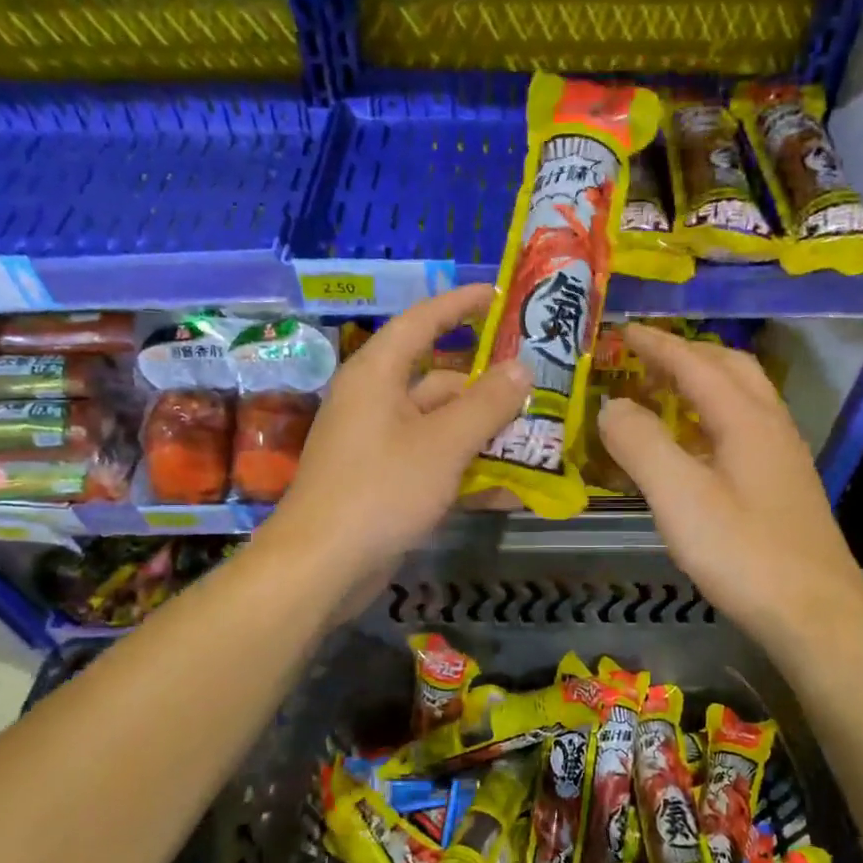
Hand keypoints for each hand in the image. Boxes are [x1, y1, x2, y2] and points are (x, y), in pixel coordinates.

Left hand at [262, 285, 528, 585]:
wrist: (322, 567)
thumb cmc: (381, 489)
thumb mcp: (443, 443)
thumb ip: (486, 404)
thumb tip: (521, 368)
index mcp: (377, 374)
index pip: (422, 321)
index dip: (461, 304)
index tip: (501, 296)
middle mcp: (376, 403)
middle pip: (440, 381)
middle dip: (490, 388)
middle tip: (541, 388)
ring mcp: (379, 446)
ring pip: (442, 428)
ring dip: (486, 435)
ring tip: (540, 439)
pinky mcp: (385, 485)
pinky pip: (434, 466)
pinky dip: (468, 473)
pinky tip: (512, 491)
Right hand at [597, 324, 862, 648]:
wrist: (815, 614)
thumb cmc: (743, 552)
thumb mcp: (679, 496)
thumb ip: (641, 444)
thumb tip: (611, 405)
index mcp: (747, 419)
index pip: (696, 364)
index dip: (658, 345)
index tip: (624, 330)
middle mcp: (771, 427)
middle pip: (731, 369)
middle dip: (687, 354)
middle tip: (646, 358)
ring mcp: (783, 457)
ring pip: (743, 398)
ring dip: (703, 383)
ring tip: (664, 394)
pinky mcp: (784, 487)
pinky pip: (744, 429)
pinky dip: (712, 417)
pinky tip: (694, 447)